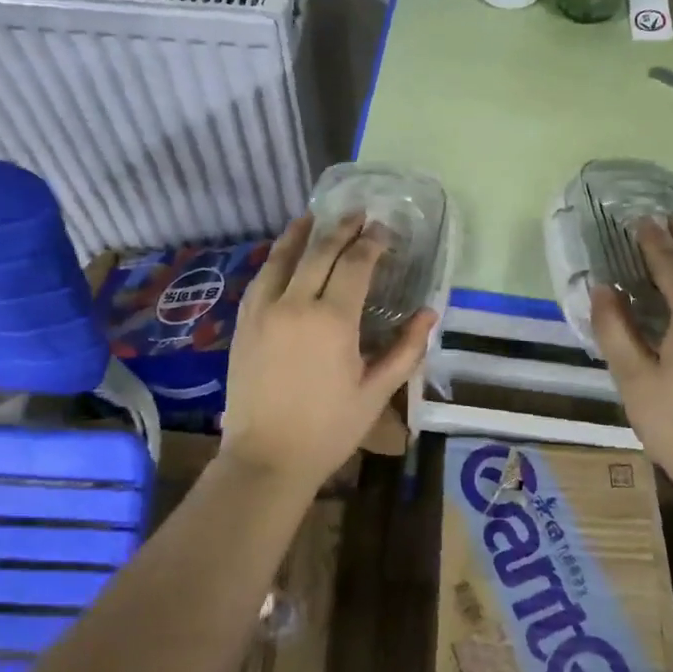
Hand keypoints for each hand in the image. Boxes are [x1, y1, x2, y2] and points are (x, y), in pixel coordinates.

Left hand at [221, 212, 435, 492]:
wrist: (266, 458)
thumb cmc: (329, 429)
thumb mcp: (376, 393)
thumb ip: (405, 349)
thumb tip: (429, 313)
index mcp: (332, 320)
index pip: (355, 264)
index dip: (371, 243)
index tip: (382, 230)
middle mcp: (295, 304)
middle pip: (319, 252)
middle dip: (341, 229)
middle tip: (358, 214)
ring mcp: (263, 311)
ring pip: (282, 258)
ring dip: (301, 234)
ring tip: (315, 216)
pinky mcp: (243, 323)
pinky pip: (260, 278)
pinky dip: (275, 259)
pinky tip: (283, 254)